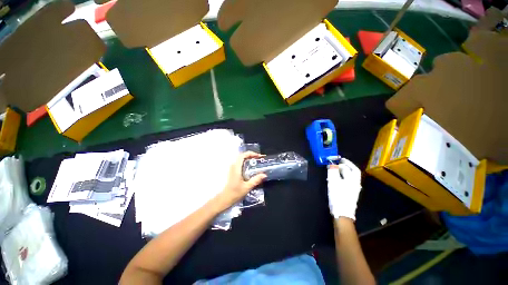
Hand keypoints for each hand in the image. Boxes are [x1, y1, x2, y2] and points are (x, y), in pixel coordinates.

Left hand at [220, 151, 266, 205]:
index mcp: (236, 168)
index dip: (251, 153)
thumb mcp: (247, 187)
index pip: (243, 155)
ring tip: (257, 162)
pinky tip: (251, 168)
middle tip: (259, 159)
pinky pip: (240, 163)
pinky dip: (246, 162)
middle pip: (242, 156)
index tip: (259, 156)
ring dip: (249, 158)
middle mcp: (233, 166)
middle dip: (251, 155)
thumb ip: (256, 180)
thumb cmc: (235, 193)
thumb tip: (264, 174)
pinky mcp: (233, 171)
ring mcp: (232, 168)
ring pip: (241, 159)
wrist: (225, 198)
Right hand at [327, 158, 361, 219]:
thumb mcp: (333, 182)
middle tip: (337, 162)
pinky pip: (347, 182)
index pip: (351, 168)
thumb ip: (332, 171)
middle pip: (352, 172)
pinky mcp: (349, 194)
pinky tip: (336, 178)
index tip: (338, 158)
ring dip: (343, 172)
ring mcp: (353, 189)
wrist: (342, 213)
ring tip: (335, 169)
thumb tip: (332, 164)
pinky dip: (342, 177)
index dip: (345, 162)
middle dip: (346, 166)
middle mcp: (355, 184)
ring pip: (350, 177)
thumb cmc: (338, 196)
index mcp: (353, 180)